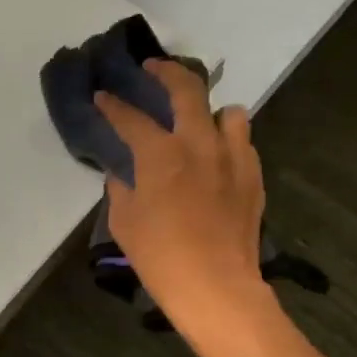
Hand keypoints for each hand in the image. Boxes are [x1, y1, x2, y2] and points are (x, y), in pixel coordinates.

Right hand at [96, 61, 268, 340]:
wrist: (216, 287)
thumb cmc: (160, 257)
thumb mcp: (124, 222)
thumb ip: (121, 188)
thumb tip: (123, 173)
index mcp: (161, 154)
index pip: (130, 117)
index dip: (113, 105)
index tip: (103, 96)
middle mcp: (199, 143)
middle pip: (187, 89)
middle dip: (165, 72)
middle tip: (153, 70)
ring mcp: (233, 157)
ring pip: (230, 112)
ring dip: (211, 110)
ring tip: (199, 121)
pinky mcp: (253, 177)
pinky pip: (243, 143)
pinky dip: (228, 141)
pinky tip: (218, 158)